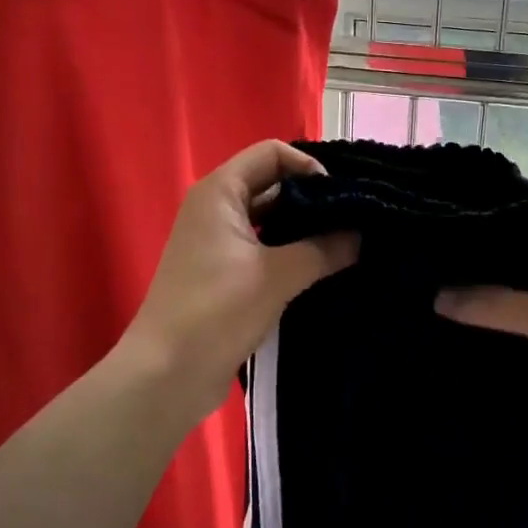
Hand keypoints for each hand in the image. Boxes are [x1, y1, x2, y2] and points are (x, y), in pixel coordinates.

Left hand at [122, 141, 357, 419]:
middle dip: (313, 199)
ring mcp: (218, 242)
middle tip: (356, 220)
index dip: (309, 166)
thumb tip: (361, 235)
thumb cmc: (215, 311)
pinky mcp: (223, 273)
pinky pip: (264, 248)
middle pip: (272, 184)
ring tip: (347, 244)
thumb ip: (323, 249)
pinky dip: (291, 253)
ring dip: (305, 229)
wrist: (166, 374)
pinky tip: (323, 269)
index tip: (341, 197)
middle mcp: (216, 208)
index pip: (272, 153)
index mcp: (220, 192)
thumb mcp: (276, 275)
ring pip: (271, 220)